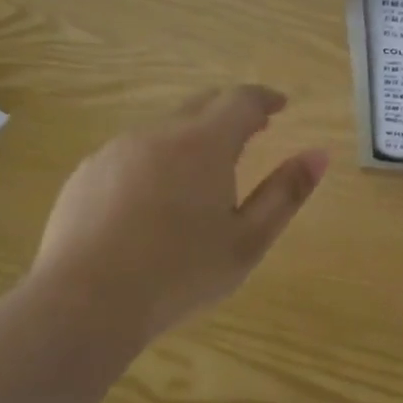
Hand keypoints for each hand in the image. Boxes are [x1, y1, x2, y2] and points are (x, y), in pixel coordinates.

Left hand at [28, 85, 328, 340]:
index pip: (241, 100)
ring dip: (191, 137)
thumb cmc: (179, 274)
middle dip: (230, 112)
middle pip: (202, 104)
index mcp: (204, 143)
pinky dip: (155, 160)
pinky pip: (131, 152)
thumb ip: (286, 193)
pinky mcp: (86, 173)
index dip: (265, 98)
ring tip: (203, 174)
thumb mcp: (248, 241)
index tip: (280, 106)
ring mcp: (116, 150)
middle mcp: (159, 133)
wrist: (83, 304)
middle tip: (252, 131)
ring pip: (164, 128)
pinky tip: (153, 201)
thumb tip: (319, 154)